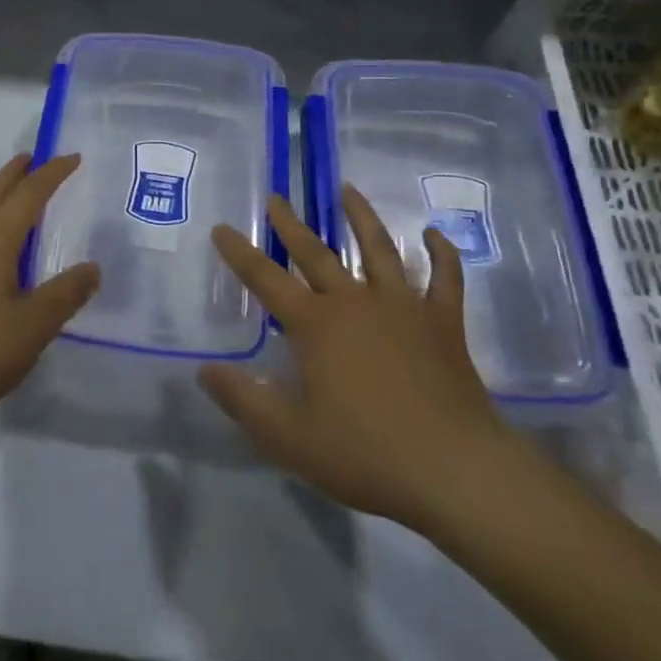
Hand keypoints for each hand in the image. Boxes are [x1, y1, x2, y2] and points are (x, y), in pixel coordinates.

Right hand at [200, 185, 522, 533]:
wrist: (455, 471)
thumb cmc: (366, 454)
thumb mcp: (289, 437)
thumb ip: (243, 400)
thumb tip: (204, 370)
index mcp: (315, 325)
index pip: (265, 279)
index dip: (240, 253)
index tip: (221, 227)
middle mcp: (355, 302)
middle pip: (316, 253)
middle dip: (291, 225)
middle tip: (276, 198)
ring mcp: (403, 307)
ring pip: (378, 249)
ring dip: (361, 217)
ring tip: (348, 189)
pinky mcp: (442, 323)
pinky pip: (444, 278)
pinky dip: (442, 253)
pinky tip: (434, 233)